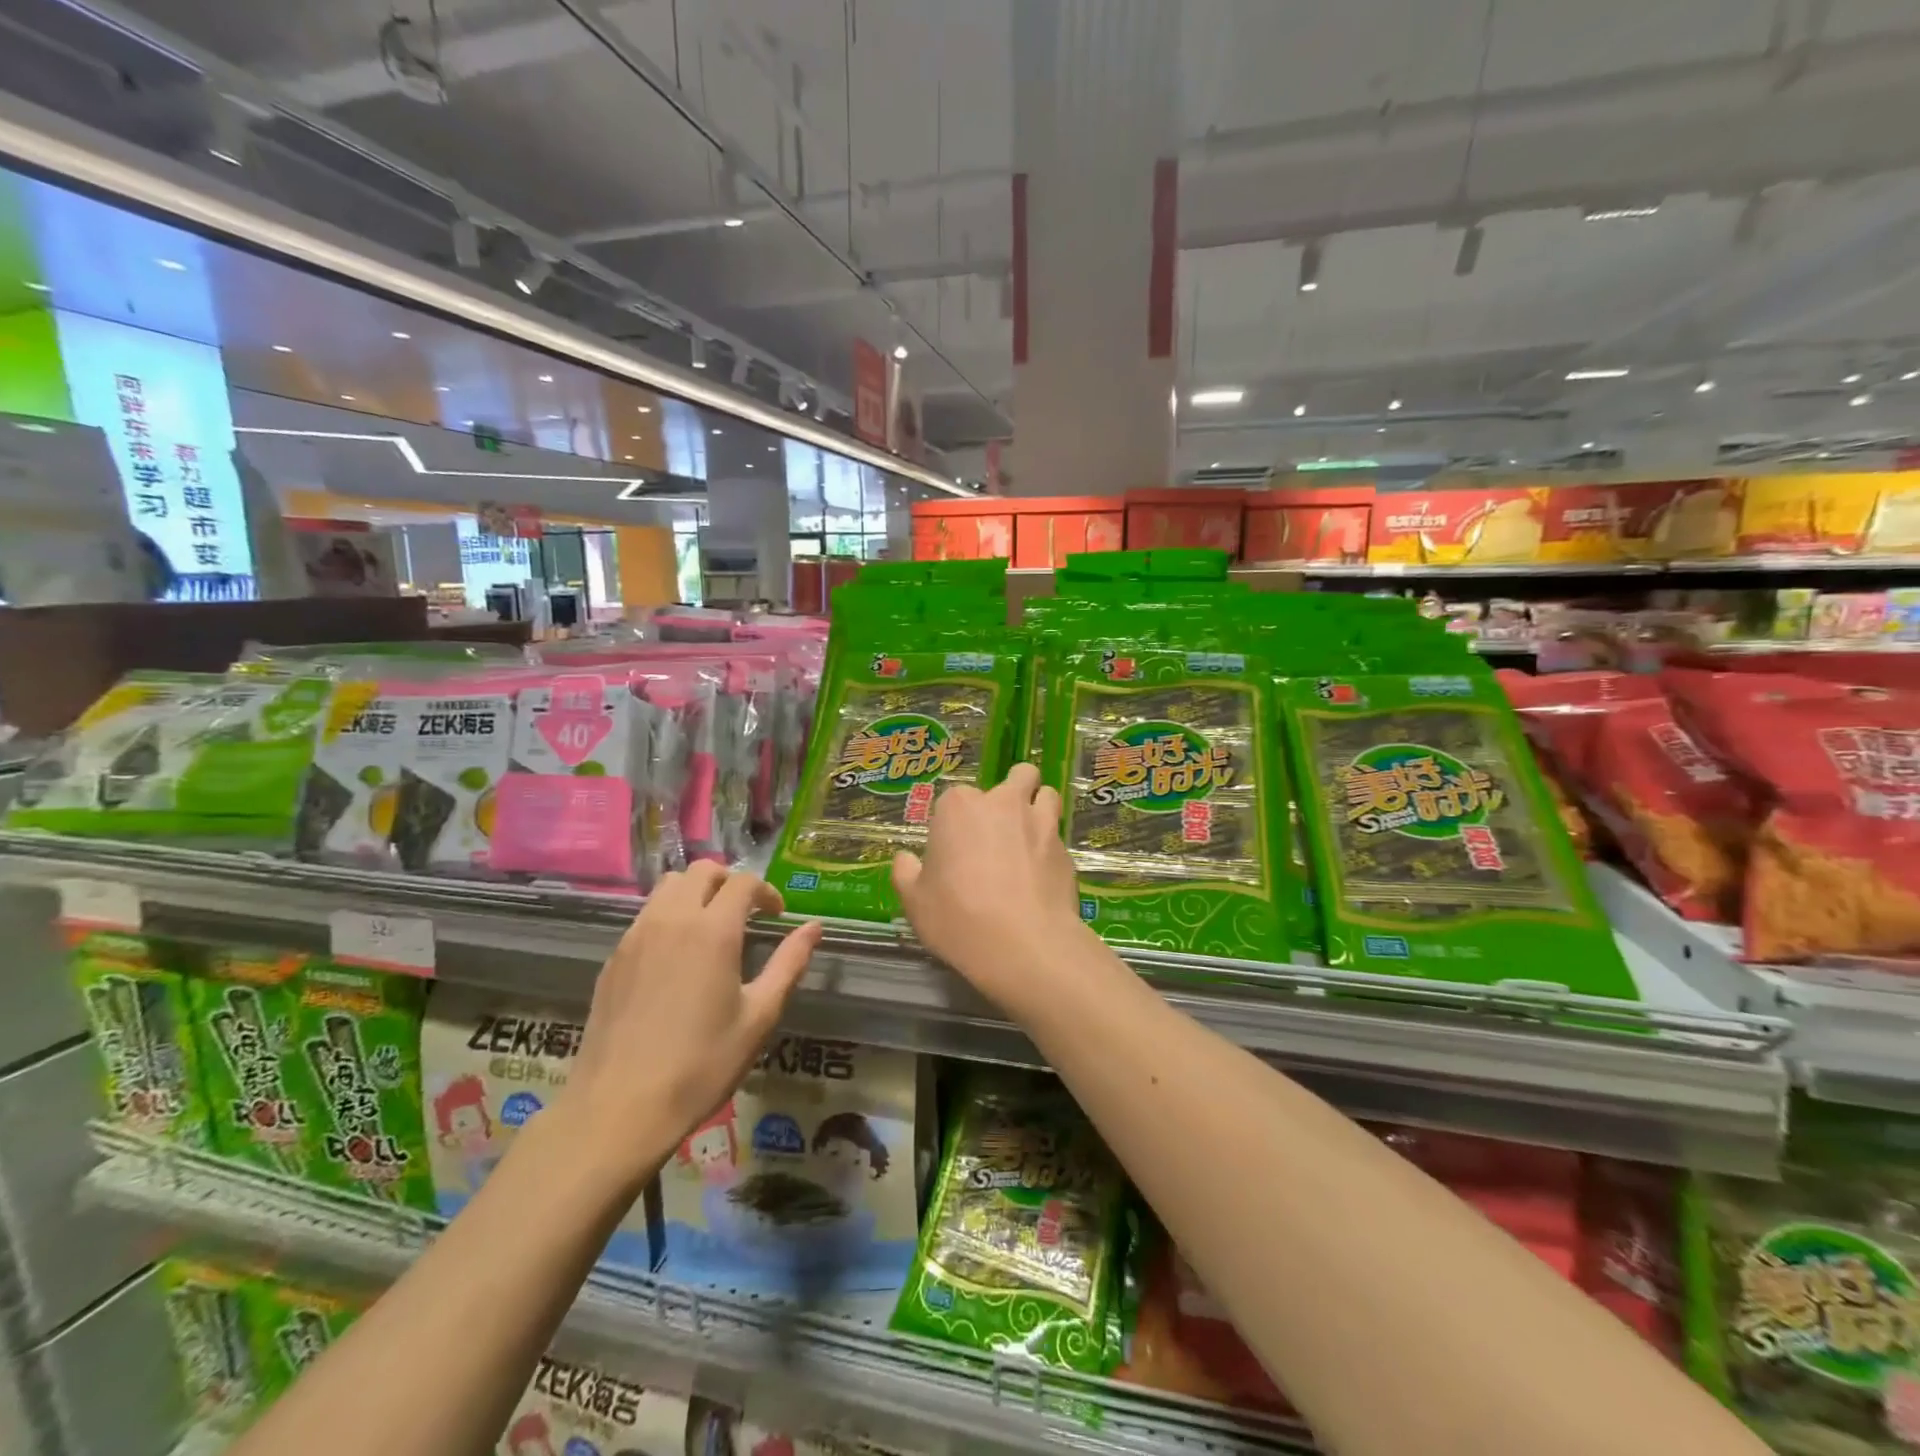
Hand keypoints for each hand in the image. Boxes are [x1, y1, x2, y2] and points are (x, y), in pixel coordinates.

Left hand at [562, 864, 821, 1186]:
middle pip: (702, 870)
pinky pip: (646, 914)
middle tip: (746, 913)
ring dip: (696, 892)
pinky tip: (677, 956)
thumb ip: (789, 964)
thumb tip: (814, 927)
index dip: (766, 891)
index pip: (743, 882)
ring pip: (668, 886)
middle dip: (730, 881)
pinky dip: (668, 915)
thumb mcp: (759, 1016)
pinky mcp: (614, 957)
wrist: (619, 1107)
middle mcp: (672, 919)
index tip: (776, 916)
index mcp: (713, 931)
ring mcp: (637, 935)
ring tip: (711, 927)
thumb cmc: (701, 1064)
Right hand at [891, 763, 1090, 1015]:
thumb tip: (905, 859)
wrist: (1024, 946)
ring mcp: (1041, 823)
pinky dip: (1051, 847)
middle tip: (999, 829)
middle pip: (1015, 777)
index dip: (955, 822)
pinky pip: (1059, 836)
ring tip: (1029, 837)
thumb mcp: (915, 902)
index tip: (953, 850)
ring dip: (1038, 806)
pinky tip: (1042, 875)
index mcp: (960, 807)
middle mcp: (1003, 803)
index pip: (955, 798)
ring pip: (1046, 795)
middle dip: (1010, 793)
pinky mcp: (1067, 850)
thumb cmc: (958, 918)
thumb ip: (906, 873)